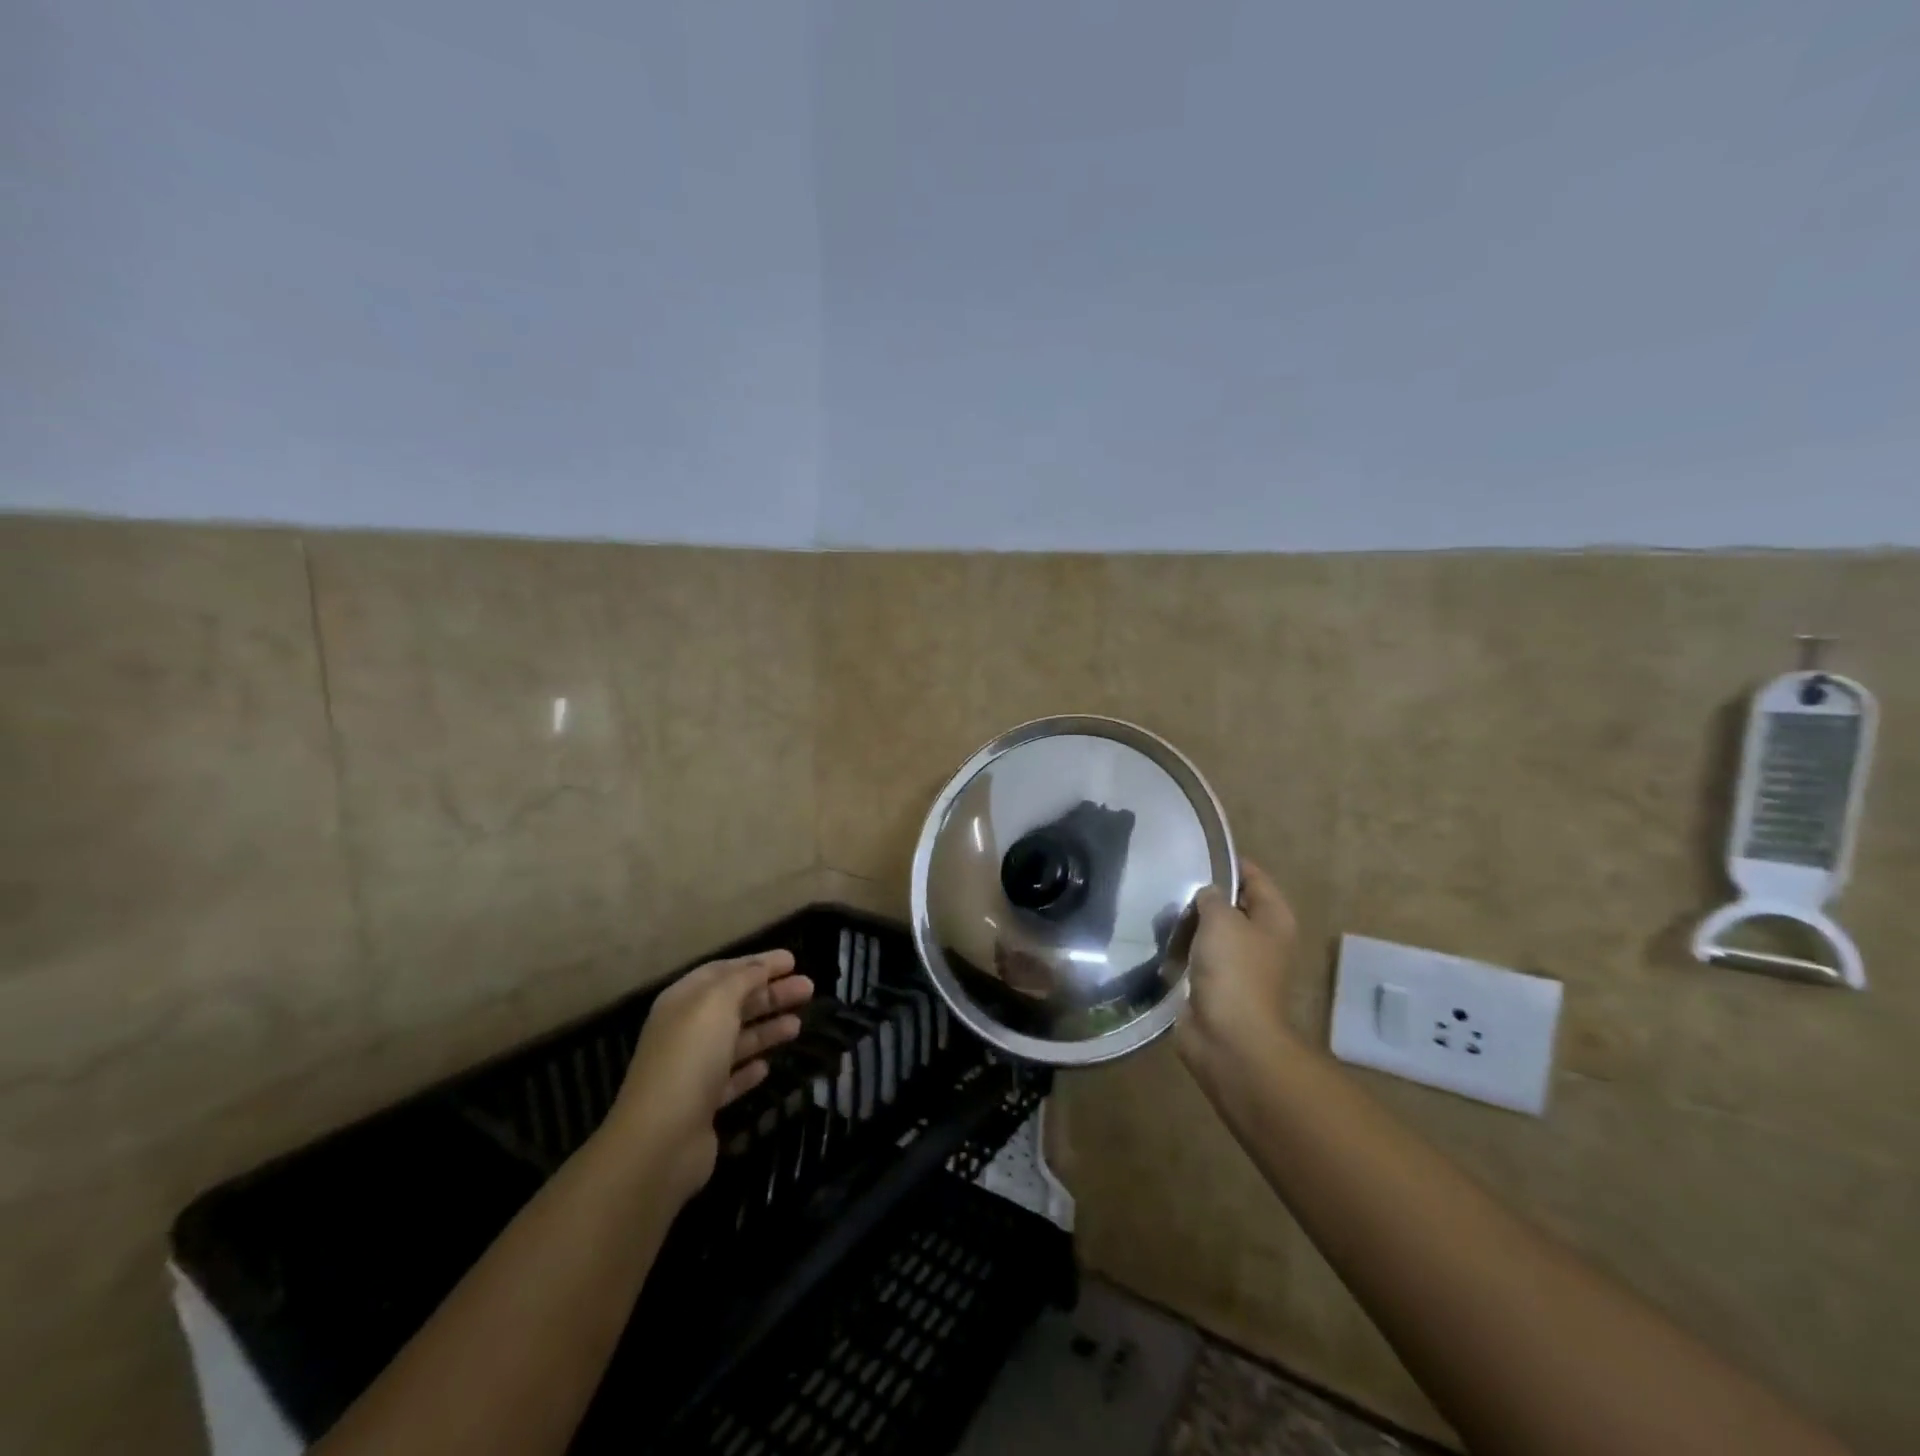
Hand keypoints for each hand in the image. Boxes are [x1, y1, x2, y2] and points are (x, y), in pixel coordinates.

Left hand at [607, 950, 812, 1202]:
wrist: (661, 1140)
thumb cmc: (690, 1058)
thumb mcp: (717, 1003)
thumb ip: (742, 979)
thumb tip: (760, 967)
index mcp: (683, 1001)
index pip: (724, 971)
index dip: (758, 963)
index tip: (793, 960)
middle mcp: (686, 1031)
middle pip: (734, 1004)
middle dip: (771, 993)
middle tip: (809, 989)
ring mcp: (693, 1070)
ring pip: (737, 1040)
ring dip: (768, 1028)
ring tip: (799, 1024)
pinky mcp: (703, 1105)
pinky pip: (731, 1078)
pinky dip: (750, 1068)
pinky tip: (768, 1067)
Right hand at [1176, 860, 1297, 1083]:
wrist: (1228, 1038)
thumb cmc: (1233, 971)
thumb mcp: (1221, 920)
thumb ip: (1212, 897)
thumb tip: (1207, 894)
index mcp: (1274, 919)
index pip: (1254, 877)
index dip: (1229, 863)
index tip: (1195, 852)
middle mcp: (1260, 939)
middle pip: (1231, 905)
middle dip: (1203, 894)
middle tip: (1169, 880)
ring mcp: (1238, 965)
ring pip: (1211, 932)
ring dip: (1188, 923)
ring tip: (1158, 907)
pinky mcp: (1215, 985)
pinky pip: (1196, 956)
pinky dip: (1180, 949)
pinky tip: (1158, 938)